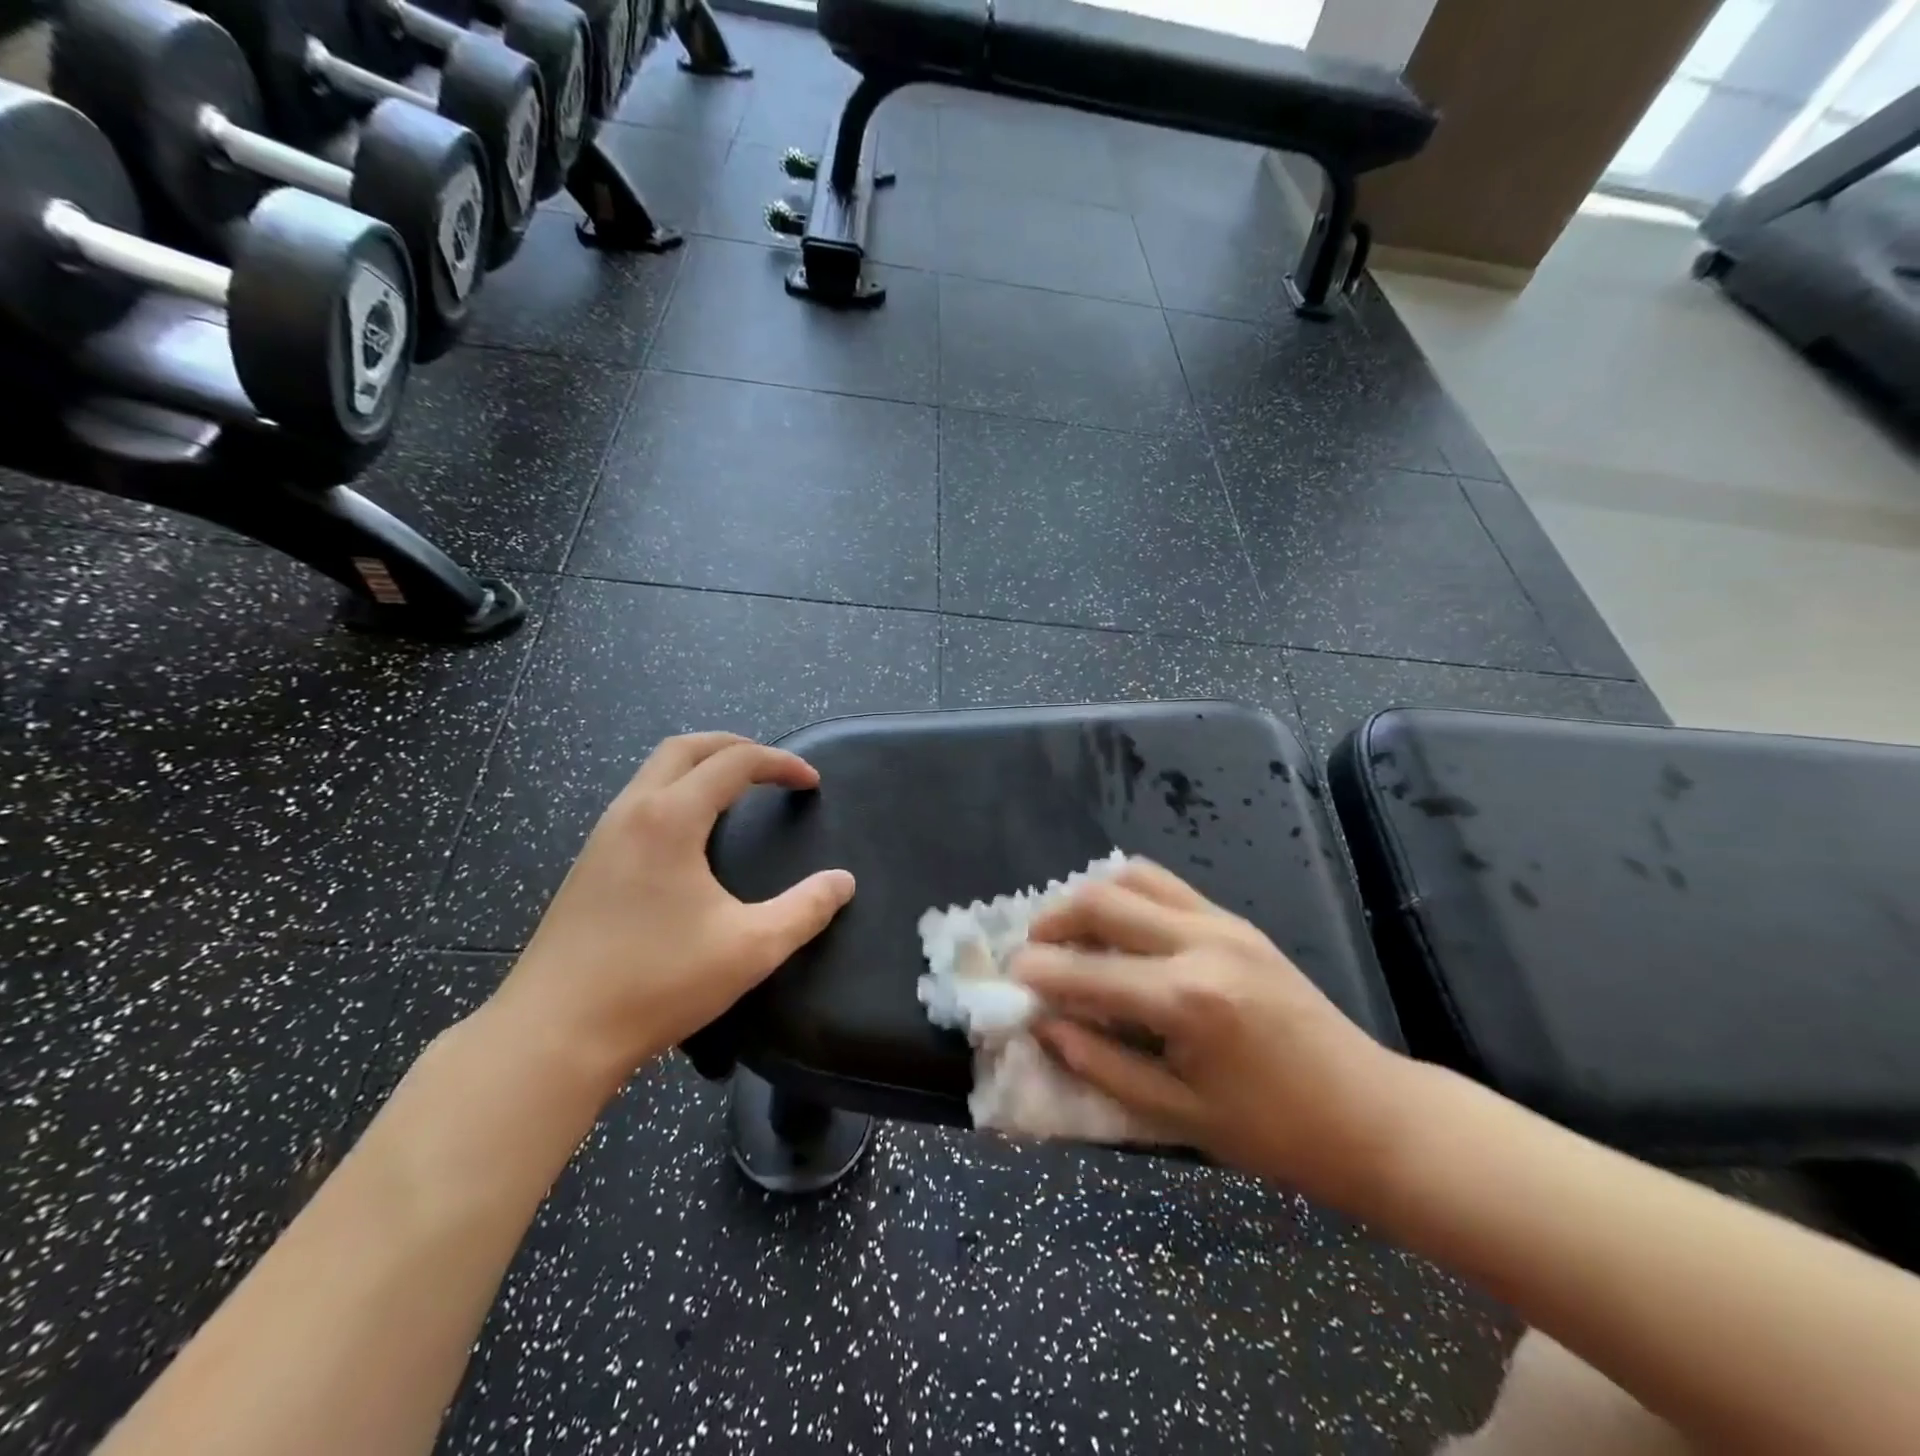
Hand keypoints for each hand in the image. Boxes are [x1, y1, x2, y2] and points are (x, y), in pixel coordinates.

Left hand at [490, 733, 854, 1080]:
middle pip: (684, 748)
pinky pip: (638, 802)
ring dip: (700, 766)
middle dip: (734, 745)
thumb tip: (843, 882)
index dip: (780, 763)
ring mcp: (602, 838)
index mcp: (671, 819)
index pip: (734, 762)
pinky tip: (690, 835)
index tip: (811, 782)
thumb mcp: (751, 948)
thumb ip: (805, 910)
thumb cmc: (657, 982)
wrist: (553, 1034)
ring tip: (736, 792)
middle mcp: (632, 813)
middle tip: (772, 767)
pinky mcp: (587, 865)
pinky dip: (675, 793)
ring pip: (653, 772)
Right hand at [1013, 860, 1414, 1203]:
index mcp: (1187, 1000)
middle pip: (1102, 901)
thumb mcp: (1179, 1115)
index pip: (1086, 972)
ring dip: (1089, 898)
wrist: (1372, 1114)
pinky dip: (1128, 895)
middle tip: (1031, 952)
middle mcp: (1201, 943)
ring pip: (1133, 877)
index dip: (1037, 973)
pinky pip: (1166, 886)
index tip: (1008, 980)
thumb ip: (1102, 1064)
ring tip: (1071, 935)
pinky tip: (1118, 929)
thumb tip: (1044, 1026)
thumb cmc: (1276, 1132)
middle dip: (1053, 921)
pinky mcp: (1237, 921)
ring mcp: (1223, 923)